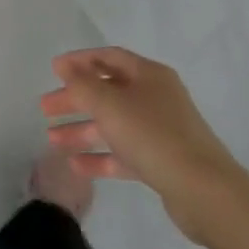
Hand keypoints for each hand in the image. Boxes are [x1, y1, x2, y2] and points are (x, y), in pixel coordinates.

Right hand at [41, 47, 247, 244]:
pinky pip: (124, 153)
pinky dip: (100, 156)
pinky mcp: (161, 162)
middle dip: (76, 99)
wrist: (203, 190)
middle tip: (45, 108)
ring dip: (83, 129)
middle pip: (108, 91)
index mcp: (149, 75)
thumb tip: (65, 67)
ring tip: (52, 139)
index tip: (53, 70)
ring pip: (114, 124)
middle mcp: (156, 98)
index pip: (109, 58)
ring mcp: (160, 131)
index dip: (80, 61)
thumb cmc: (153, 136)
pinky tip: (75, 165)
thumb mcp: (110, 105)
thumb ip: (83, 85)